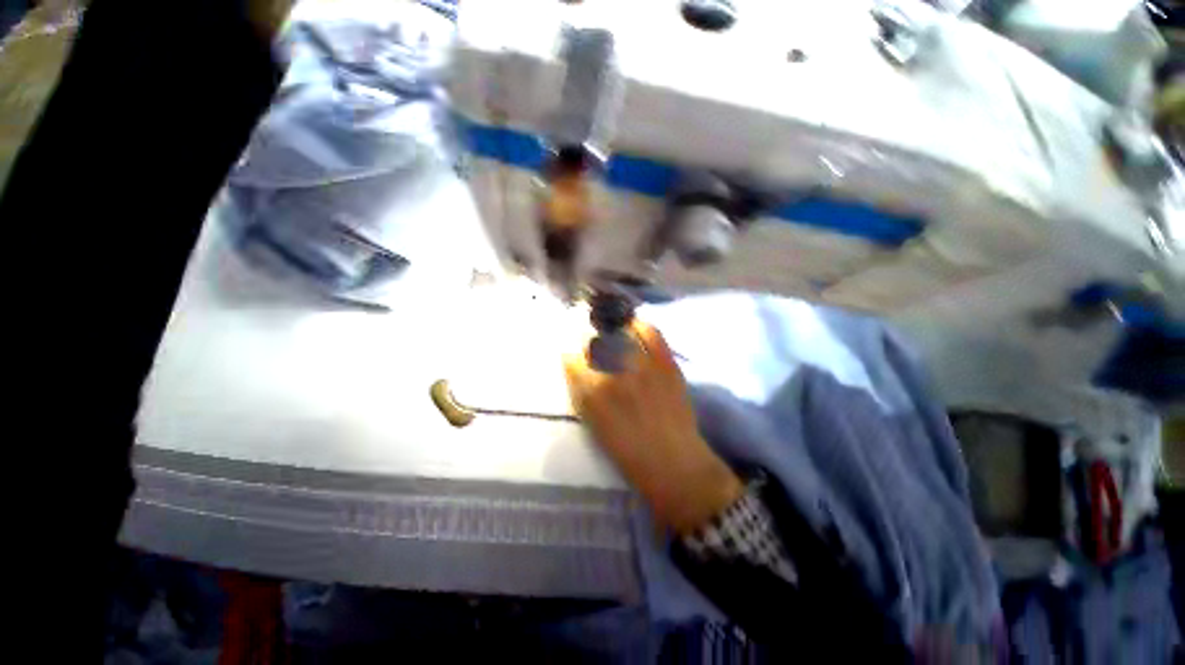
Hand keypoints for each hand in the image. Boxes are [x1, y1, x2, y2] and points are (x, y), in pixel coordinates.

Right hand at [564, 321, 742, 533]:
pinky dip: (642, 326)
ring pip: (622, 334)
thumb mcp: (595, 427)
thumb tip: (577, 372)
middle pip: (595, 343)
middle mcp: (616, 375)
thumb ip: (583, 397)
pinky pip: (652, 335)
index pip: (572, 361)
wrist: (674, 463)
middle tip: (590, 341)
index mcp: (594, 395)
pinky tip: (635, 325)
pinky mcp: (667, 365)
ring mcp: (645, 367)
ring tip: (613, 329)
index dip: (570, 355)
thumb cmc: (629, 454)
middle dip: (588, 339)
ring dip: (614, 329)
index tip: (571, 354)